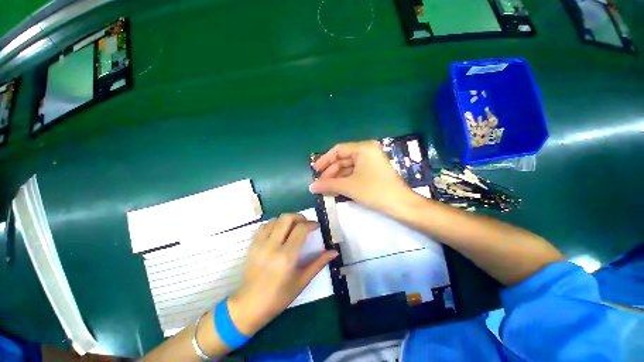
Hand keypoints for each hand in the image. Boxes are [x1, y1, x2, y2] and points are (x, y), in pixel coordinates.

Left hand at [227, 214, 337, 334]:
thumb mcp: (302, 281)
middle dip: (299, 217)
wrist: (249, 305)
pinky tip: (279, 232)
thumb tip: (334, 252)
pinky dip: (274, 224)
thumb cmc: (279, 297)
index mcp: (286, 257)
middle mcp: (272, 246)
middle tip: (305, 224)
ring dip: (287, 220)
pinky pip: (264, 226)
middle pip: (287, 218)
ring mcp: (260, 244)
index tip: (316, 226)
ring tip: (292, 228)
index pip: (301, 229)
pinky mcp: (252, 245)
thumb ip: (318, 263)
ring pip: (275, 219)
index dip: (311, 224)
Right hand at [309, 140, 412, 213]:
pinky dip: (344, 181)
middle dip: (330, 172)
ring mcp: (370, 162)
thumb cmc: (374, 190)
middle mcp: (367, 151)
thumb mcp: (349, 186)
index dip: (325, 160)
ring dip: (336, 178)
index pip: (338, 150)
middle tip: (319, 183)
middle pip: (343, 159)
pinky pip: (354, 174)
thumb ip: (328, 184)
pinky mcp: (372, 172)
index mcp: (363, 148)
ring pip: (348, 168)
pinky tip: (335, 189)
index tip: (315, 170)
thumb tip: (311, 187)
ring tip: (325, 188)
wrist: (400, 205)